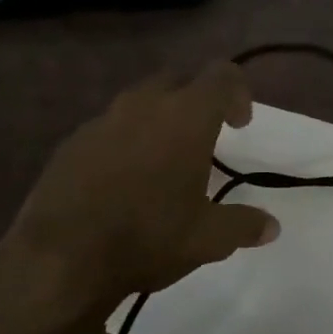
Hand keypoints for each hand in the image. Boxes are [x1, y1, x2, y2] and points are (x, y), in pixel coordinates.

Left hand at [0, 64, 279, 333]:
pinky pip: (109, 127)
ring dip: (159, 119)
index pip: (222, 76)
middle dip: (197, 100)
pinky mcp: (72, 142)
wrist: (60, 258)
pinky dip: (125, 141)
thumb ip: (244, 224)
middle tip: (205, 137)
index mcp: (186, 116)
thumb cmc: (148, 237)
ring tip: (164, 161)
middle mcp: (145, 105)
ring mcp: (102, 120)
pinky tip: (124, 180)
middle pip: (179, 80)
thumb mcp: (209, 238)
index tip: (240, 125)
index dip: (238, 93)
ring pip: (140, 101)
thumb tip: (272, 227)